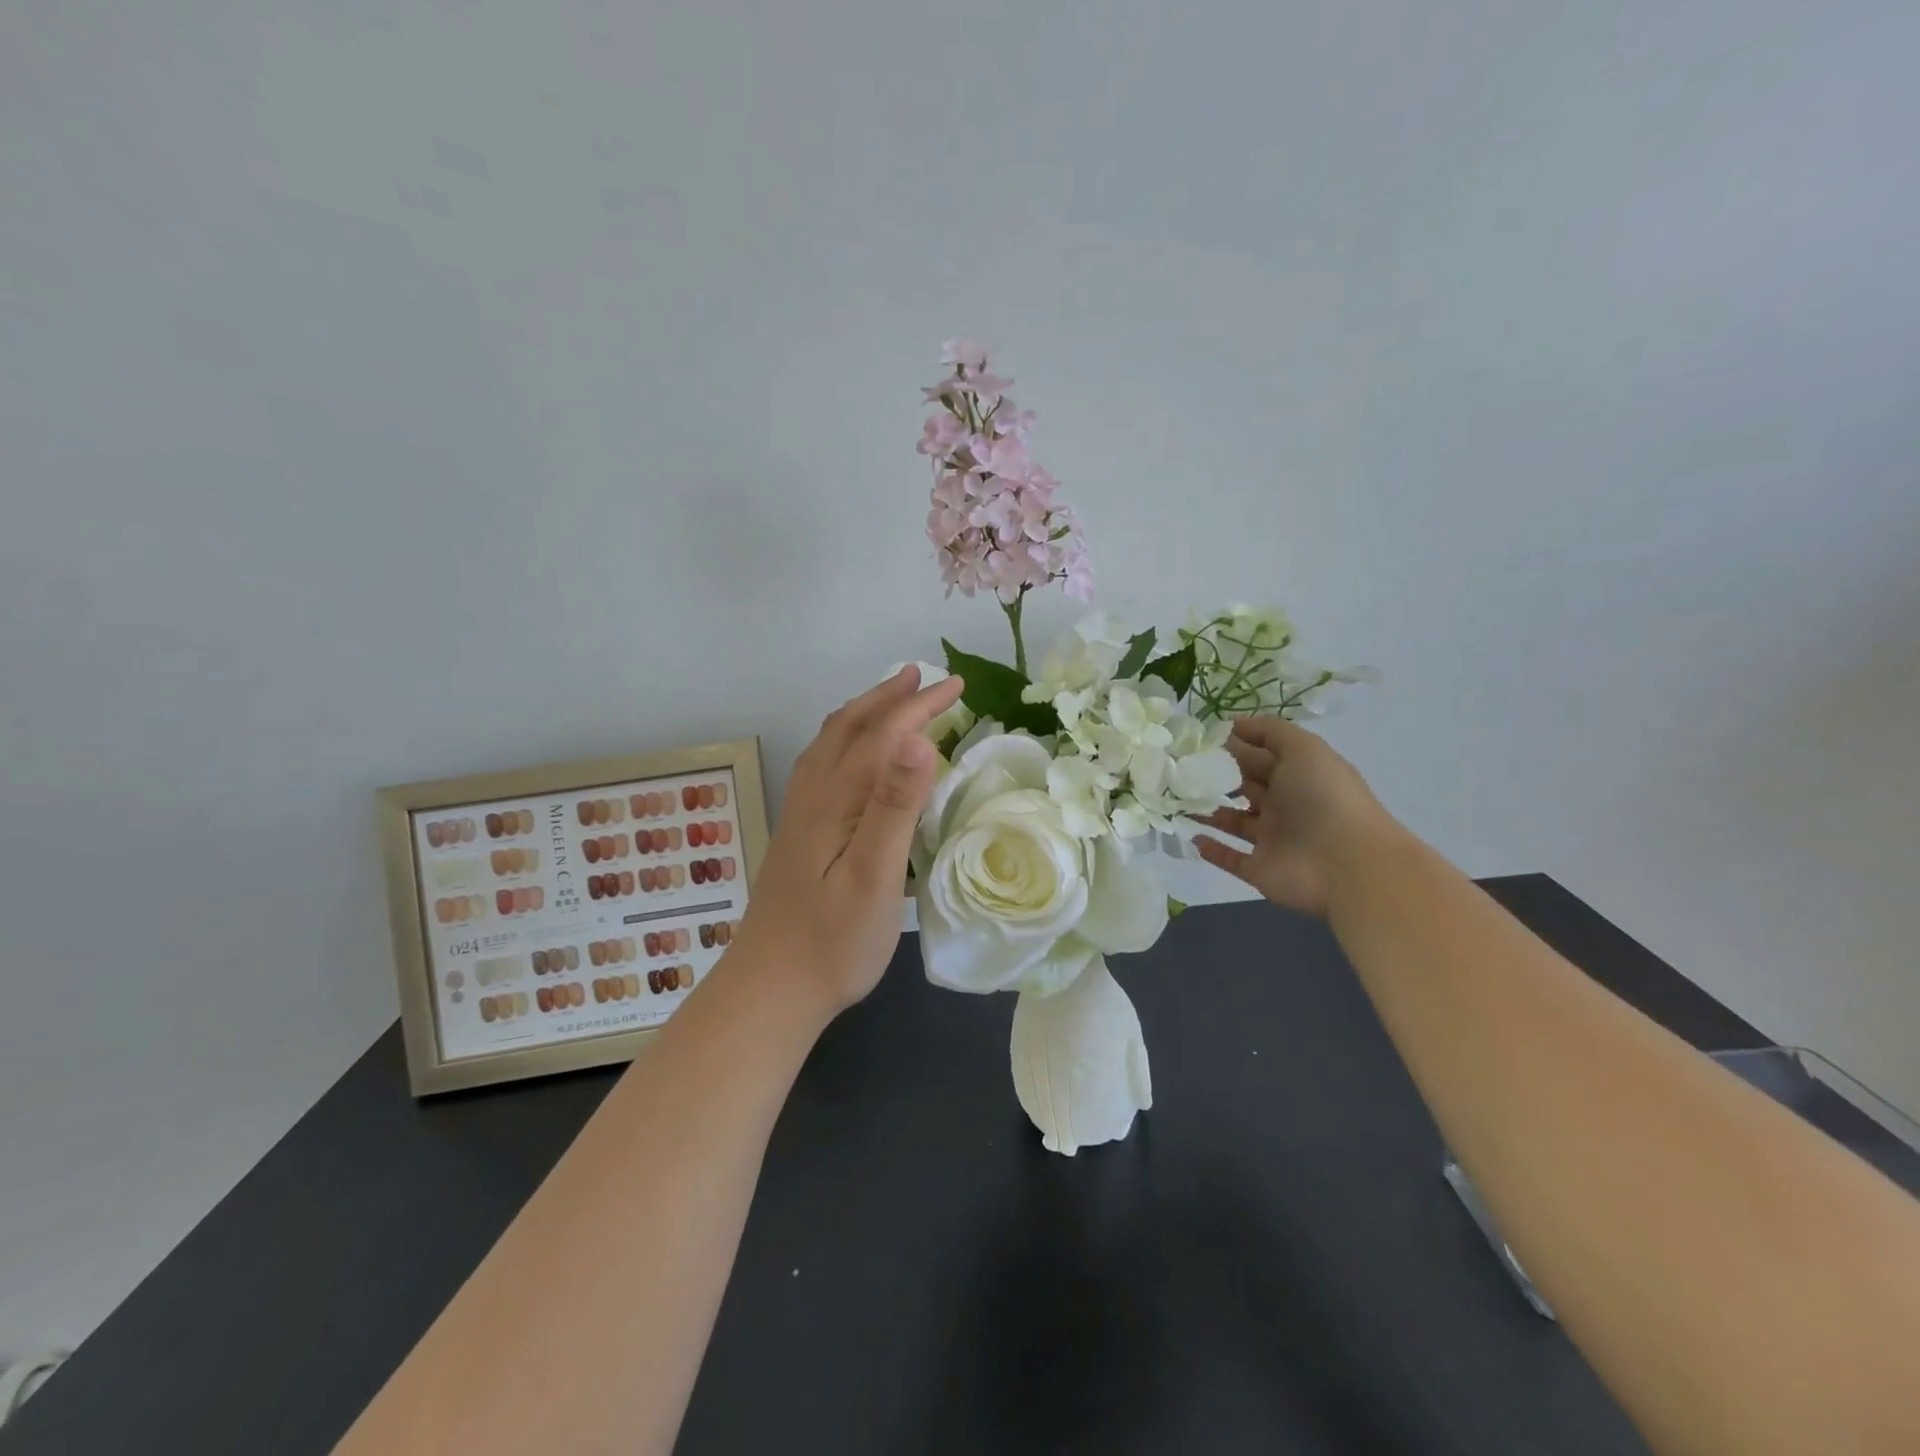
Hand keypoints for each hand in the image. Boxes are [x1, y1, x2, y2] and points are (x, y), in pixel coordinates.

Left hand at [733, 666, 965, 1015]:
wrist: (771, 989)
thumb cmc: (833, 941)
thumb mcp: (875, 877)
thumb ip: (895, 807)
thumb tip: (918, 739)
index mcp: (836, 799)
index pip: (883, 735)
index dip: (920, 706)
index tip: (956, 686)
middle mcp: (813, 795)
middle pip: (850, 729)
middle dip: (890, 698)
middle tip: (924, 678)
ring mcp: (800, 814)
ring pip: (831, 743)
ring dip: (864, 712)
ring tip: (890, 698)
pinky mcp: (798, 833)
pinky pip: (823, 764)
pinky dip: (846, 740)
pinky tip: (853, 756)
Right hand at [1193, 716, 1396, 917]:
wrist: (1348, 864)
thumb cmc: (1324, 798)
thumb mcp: (1303, 748)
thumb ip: (1270, 731)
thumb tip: (1231, 724)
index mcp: (1296, 775)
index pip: (1257, 756)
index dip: (1230, 745)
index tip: (1193, 738)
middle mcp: (1283, 805)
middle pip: (1242, 786)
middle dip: (1213, 775)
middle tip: (1174, 766)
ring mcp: (1271, 839)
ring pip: (1232, 821)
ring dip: (1206, 810)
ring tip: (1174, 798)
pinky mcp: (1260, 869)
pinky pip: (1231, 859)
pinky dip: (1212, 849)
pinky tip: (1191, 836)